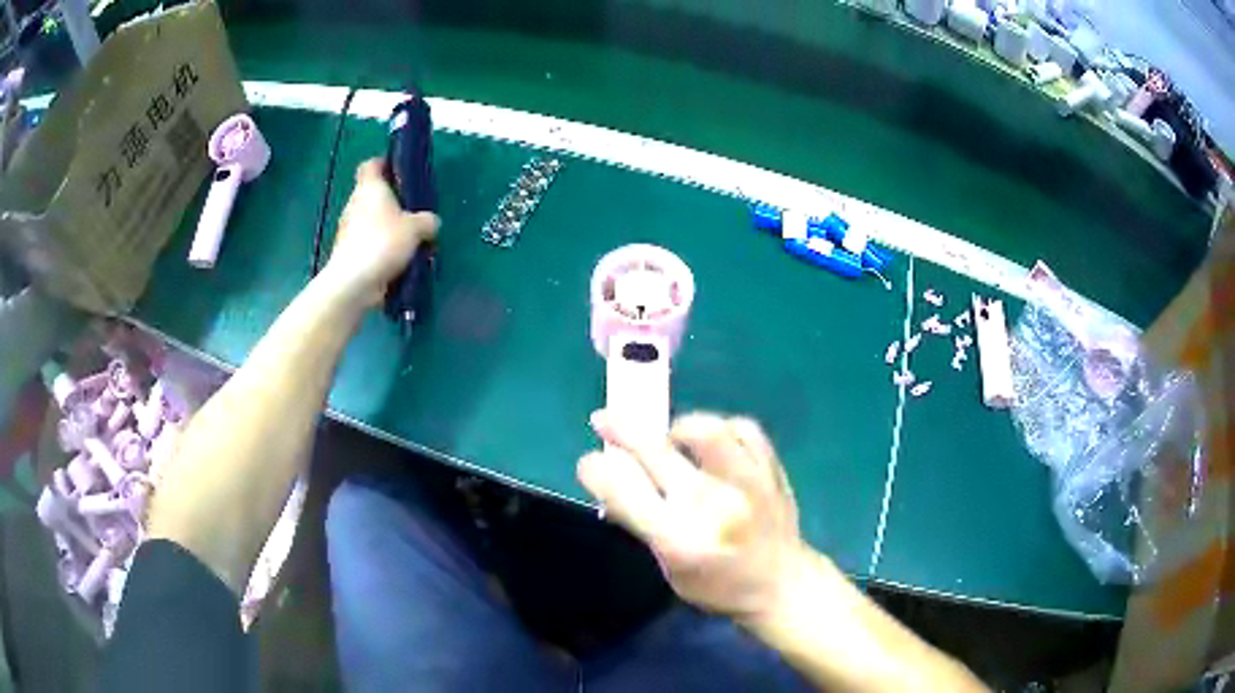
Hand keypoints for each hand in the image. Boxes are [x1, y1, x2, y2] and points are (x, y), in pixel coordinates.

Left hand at [324, 158, 438, 305]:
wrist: (354, 282)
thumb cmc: (383, 242)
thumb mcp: (417, 228)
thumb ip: (427, 221)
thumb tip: (431, 222)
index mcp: (370, 188)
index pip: (371, 165)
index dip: (384, 164)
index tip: (399, 173)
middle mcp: (355, 204)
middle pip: (373, 196)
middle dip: (392, 203)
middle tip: (413, 213)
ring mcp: (348, 230)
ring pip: (371, 222)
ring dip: (387, 229)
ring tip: (409, 243)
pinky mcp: (349, 253)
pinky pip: (369, 245)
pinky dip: (381, 250)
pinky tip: (398, 263)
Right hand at [578, 410, 806, 624]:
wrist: (782, 584)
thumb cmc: (717, 584)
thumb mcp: (669, 566)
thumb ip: (641, 522)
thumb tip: (609, 474)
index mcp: (681, 541)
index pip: (626, 492)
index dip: (598, 471)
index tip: (590, 462)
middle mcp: (713, 507)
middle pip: (657, 452)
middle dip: (622, 429)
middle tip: (605, 419)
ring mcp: (747, 484)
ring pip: (705, 431)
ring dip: (676, 426)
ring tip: (669, 437)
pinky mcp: (771, 469)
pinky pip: (742, 428)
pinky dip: (721, 428)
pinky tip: (711, 440)